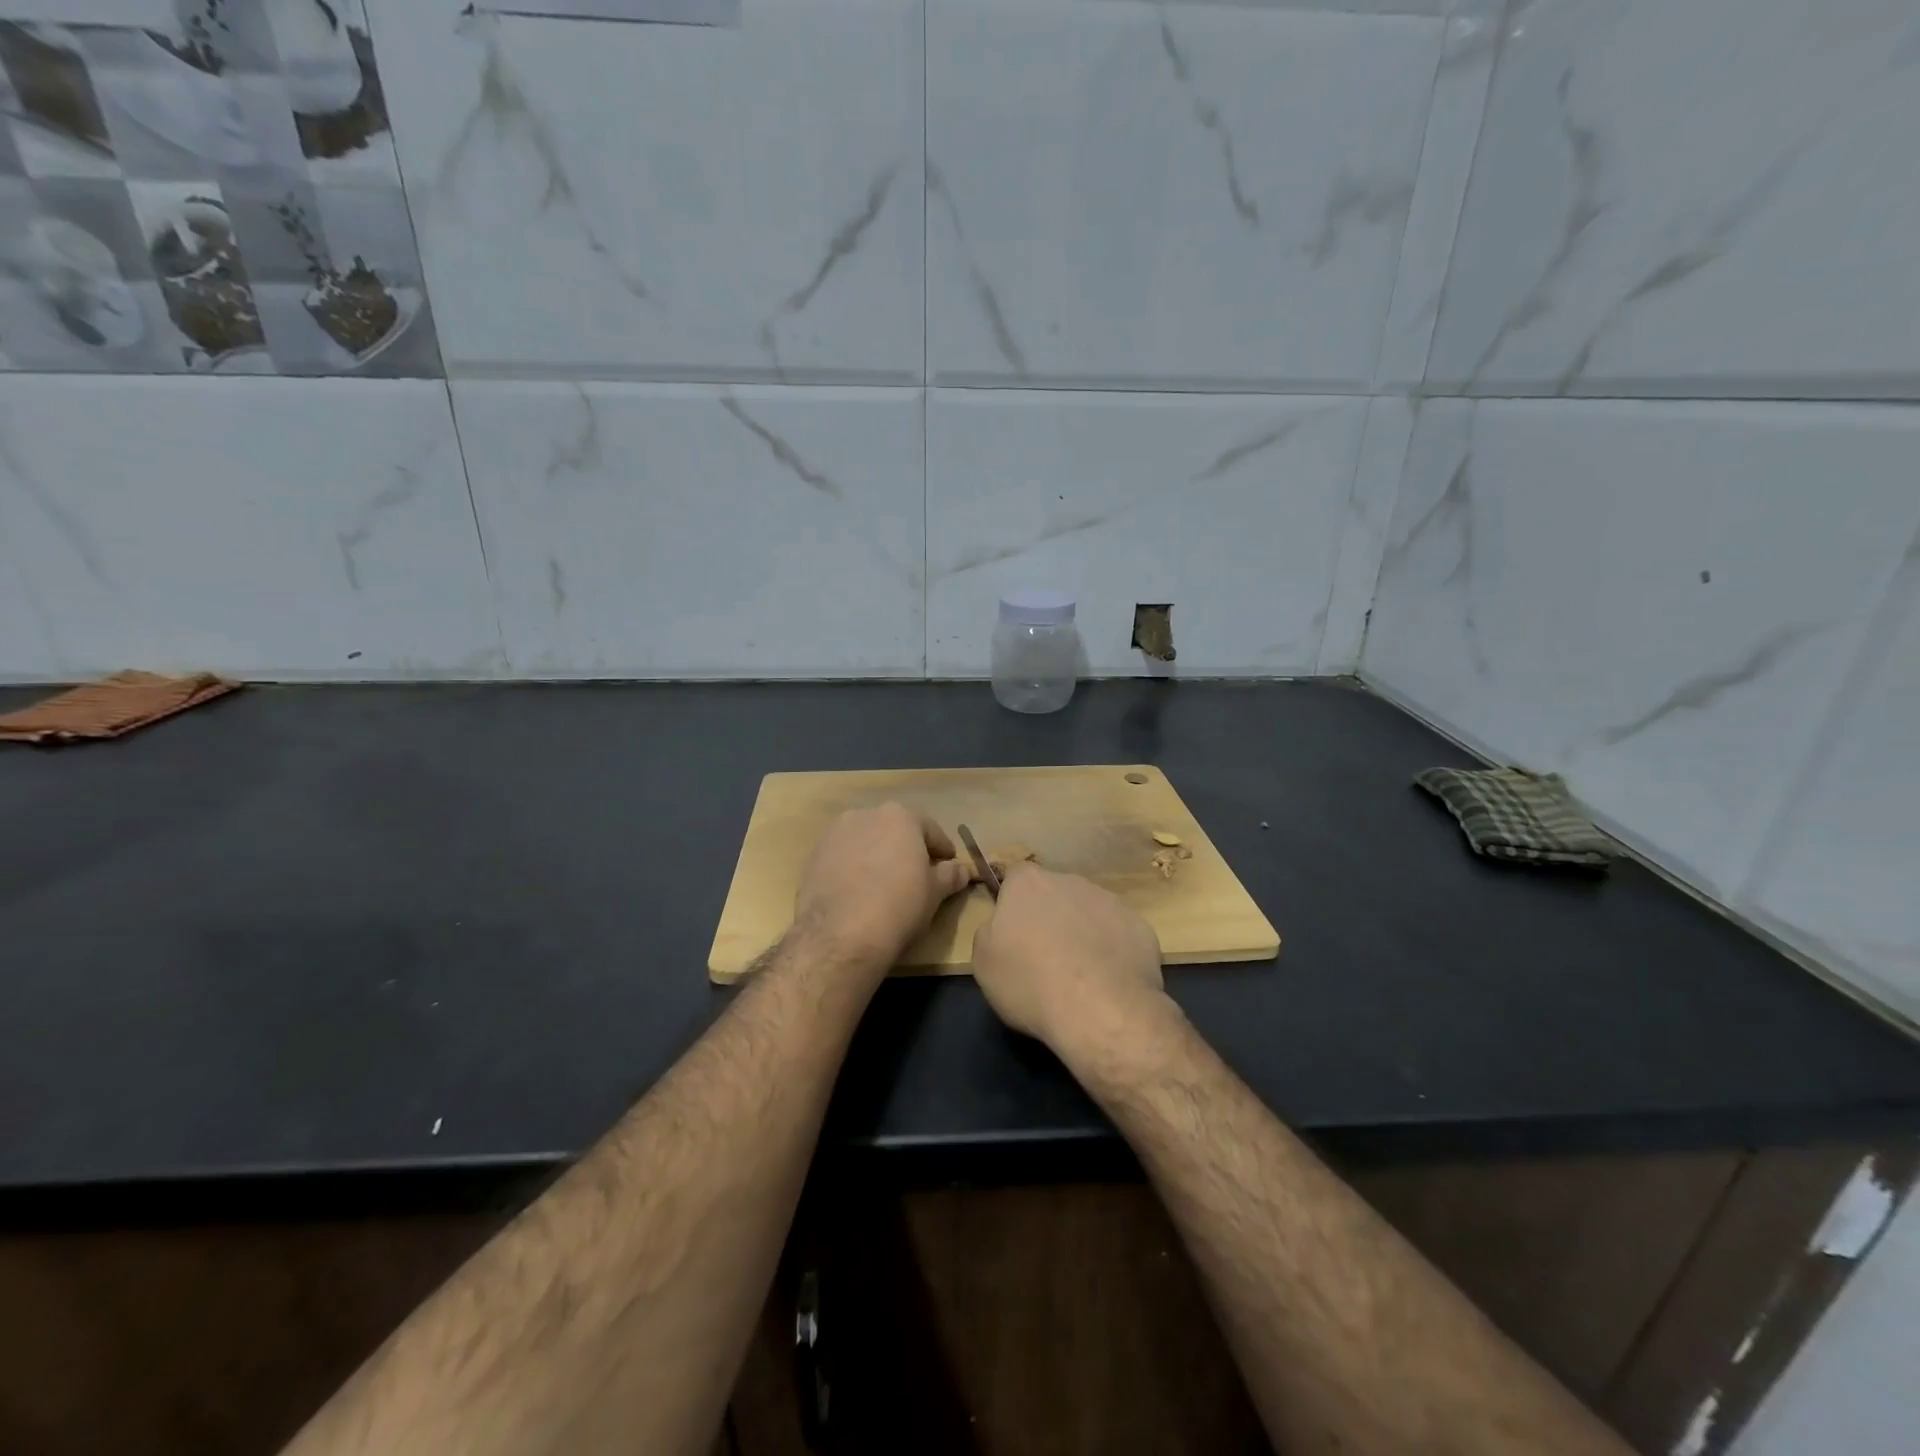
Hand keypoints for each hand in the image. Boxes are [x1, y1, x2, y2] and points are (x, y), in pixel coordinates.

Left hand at [793, 803, 971, 976]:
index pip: (929, 829)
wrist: (840, 934)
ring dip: (877, 855)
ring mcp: (835, 833)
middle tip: (917, 874)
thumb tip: (963, 870)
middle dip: (906, 848)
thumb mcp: (934, 893)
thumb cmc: (899, 906)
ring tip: (884, 884)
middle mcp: (865, 814)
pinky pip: (843, 857)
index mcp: (899, 816)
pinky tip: (858, 892)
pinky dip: (853, 868)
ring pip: (866, 841)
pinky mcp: (813, 856)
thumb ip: (950, 876)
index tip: (948, 864)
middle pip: (894, 829)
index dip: (942, 849)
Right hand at [970, 866, 1169, 1059]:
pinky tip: (1108, 981)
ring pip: (1089, 912)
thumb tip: (1004, 925)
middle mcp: (1070, 881)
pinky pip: (1118, 934)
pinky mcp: (1140, 926)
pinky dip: (1112, 951)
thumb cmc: (1031, 982)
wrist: (1101, 1010)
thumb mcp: (984, 962)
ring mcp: (1110, 901)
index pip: (1015, 878)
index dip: (1014, 905)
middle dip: (1051, 917)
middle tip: (1045, 957)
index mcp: (1028, 883)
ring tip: (1081, 975)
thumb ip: (991, 931)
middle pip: (1055, 894)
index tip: (1014, 934)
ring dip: (1083, 933)